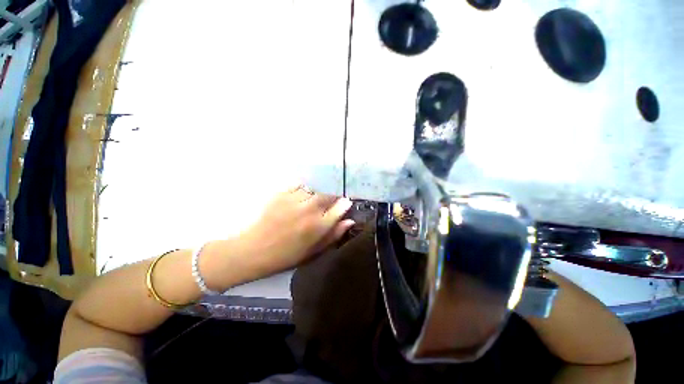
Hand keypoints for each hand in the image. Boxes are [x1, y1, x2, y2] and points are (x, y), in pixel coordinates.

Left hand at [240, 185, 354, 274]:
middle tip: (323, 208)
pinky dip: (301, 191)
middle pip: (328, 196)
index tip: (344, 205)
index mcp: (318, 226)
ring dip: (315, 197)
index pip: (339, 208)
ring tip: (307, 206)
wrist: (253, 250)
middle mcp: (309, 210)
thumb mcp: (313, 251)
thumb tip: (349, 221)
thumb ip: (333, 235)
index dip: (343, 205)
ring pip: (314, 191)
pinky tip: (296, 200)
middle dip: (330, 200)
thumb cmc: (285, 256)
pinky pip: (299, 186)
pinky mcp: (281, 194)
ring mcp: (295, 200)